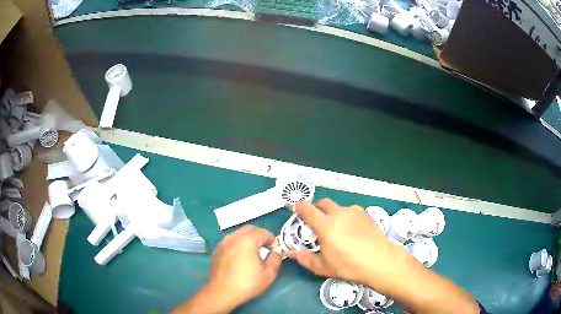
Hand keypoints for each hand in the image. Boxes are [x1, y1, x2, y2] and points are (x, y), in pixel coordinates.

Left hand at [171, 225, 280, 313]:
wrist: (222, 292)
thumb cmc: (246, 284)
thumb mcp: (268, 274)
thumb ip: (275, 259)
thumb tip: (276, 252)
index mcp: (247, 241)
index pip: (263, 232)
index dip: (272, 239)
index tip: (275, 250)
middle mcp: (233, 238)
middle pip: (249, 229)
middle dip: (260, 235)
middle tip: (266, 247)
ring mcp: (223, 243)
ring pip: (238, 233)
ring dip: (248, 238)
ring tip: (253, 252)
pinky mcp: (217, 250)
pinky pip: (230, 241)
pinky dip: (238, 243)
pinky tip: (240, 256)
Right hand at [286, 199, 414, 287]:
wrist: (379, 260)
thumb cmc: (348, 265)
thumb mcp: (323, 267)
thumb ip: (304, 258)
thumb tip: (290, 253)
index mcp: (325, 225)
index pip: (307, 209)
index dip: (299, 207)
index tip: (297, 211)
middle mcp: (338, 213)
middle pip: (323, 203)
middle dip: (317, 209)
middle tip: (317, 222)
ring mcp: (354, 212)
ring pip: (338, 207)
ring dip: (333, 214)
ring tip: (338, 229)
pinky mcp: (365, 214)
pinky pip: (351, 211)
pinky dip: (347, 217)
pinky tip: (352, 231)